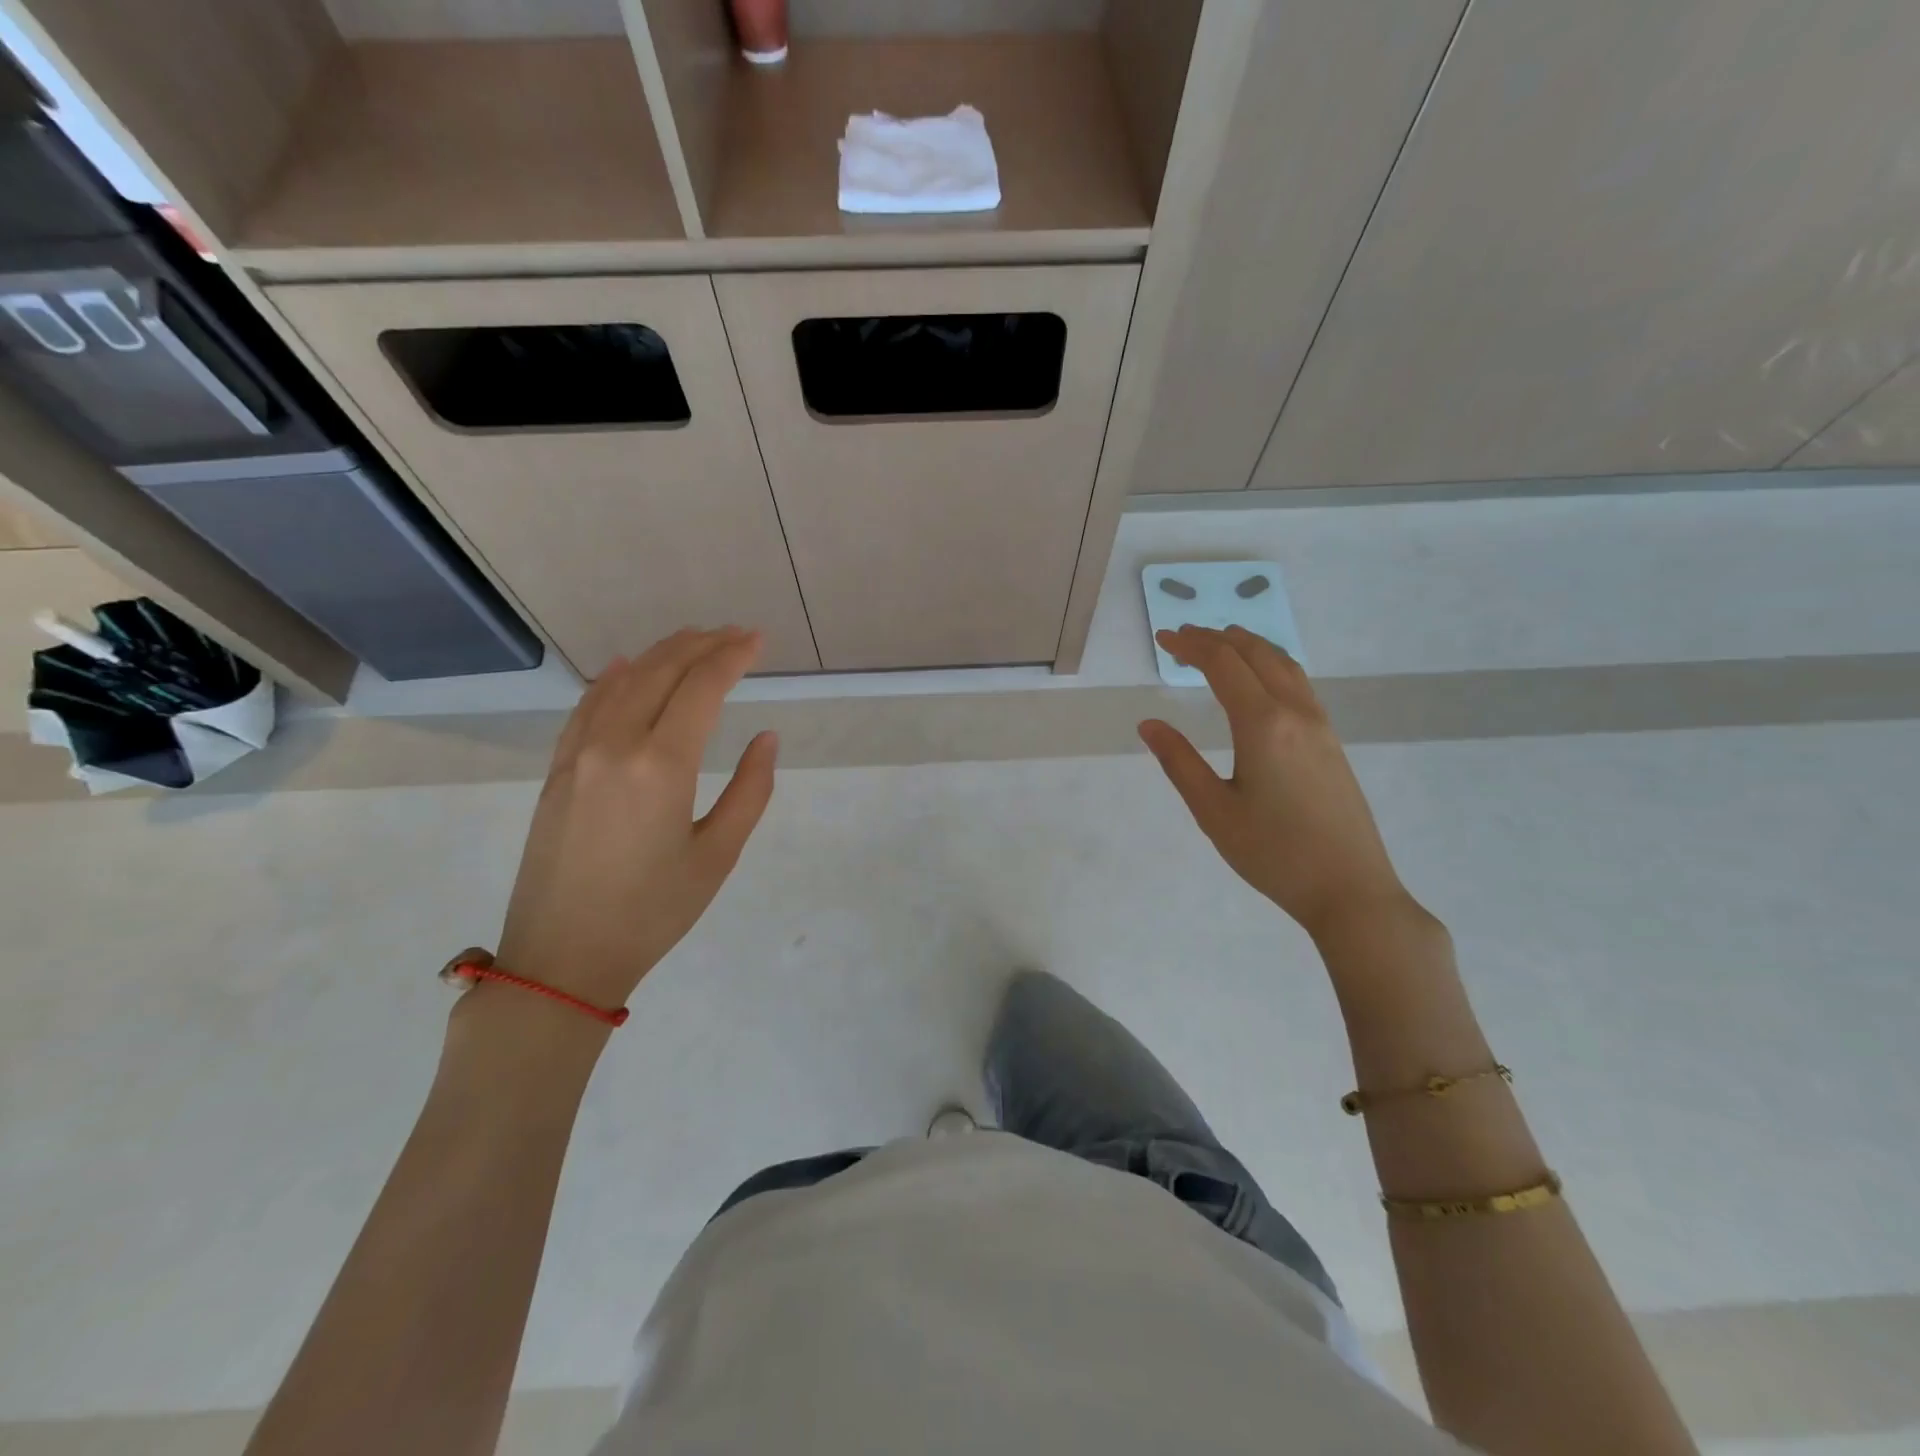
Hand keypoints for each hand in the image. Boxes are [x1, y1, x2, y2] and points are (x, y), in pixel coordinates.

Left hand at [494, 627, 775, 1008]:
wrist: (562, 957)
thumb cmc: (653, 912)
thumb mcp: (718, 856)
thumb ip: (750, 791)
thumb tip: (765, 738)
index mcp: (662, 765)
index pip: (702, 688)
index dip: (733, 657)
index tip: (758, 640)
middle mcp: (616, 745)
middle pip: (661, 672)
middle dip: (702, 645)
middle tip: (735, 633)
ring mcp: (578, 755)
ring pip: (621, 682)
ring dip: (660, 654)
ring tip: (693, 639)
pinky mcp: (558, 771)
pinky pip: (587, 707)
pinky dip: (611, 679)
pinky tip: (626, 666)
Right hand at [1138, 625, 1410, 941]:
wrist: (1350, 890)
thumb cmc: (1273, 854)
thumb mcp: (1213, 811)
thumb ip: (1179, 762)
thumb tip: (1149, 724)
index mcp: (1262, 725)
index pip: (1223, 664)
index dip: (1190, 645)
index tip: (1163, 639)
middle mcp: (1295, 713)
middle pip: (1255, 654)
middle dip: (1216, 638)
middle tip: (1183, 637)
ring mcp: (1320, 725)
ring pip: (1283, 664)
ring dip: (1248, 646)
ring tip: (1219, 643)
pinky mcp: (1331, 742)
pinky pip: (1298, 683)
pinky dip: (1270, 665)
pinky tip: (1259, 681)